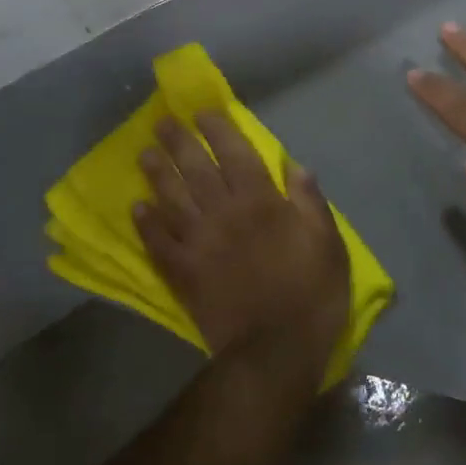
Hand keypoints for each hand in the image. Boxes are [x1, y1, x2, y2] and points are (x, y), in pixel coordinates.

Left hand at [134, 111, 349, 388]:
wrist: (275, 350)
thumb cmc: (311, 294)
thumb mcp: (328, 244)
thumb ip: (310, 203)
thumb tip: (297, 168)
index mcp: (261, 203)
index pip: (235, 154)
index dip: (218, 131)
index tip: (202, 114)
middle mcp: (225, 214)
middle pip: (196, 170)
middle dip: (179, 142)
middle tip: (162, 122)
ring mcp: (199, 243)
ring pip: (172, 200)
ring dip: (157, 175)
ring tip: (144, 154)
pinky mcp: (183, 274)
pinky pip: (158, 243)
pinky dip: (146, 225)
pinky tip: (137, 209)